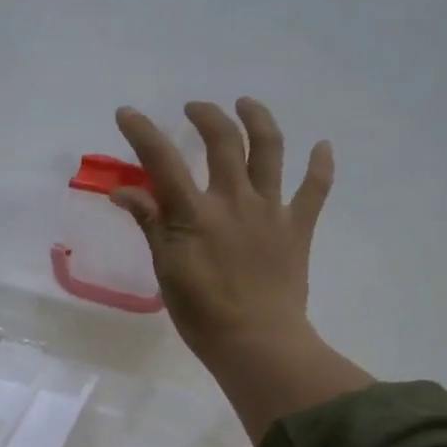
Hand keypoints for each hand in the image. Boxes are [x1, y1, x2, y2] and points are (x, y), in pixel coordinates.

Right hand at [113, 99, 372, 441]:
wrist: (257, 342)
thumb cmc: (202, 313)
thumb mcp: (166, 268)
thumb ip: (150, 224)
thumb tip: (124, 191)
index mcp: (195, 213)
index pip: (162, 160)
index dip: (142, 132)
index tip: (127, 113)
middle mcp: (234, 200)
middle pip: (223, 141)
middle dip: (206, 116)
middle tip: (194, 108)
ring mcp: (271, 210)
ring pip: (269, 150)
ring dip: (258, 120)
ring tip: (246, 104)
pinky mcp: (298, 227)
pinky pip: (315, 189)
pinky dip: (321, 166)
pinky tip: (322, 146)